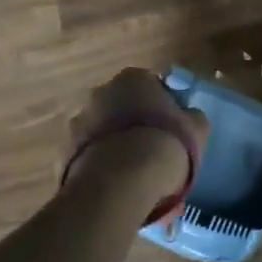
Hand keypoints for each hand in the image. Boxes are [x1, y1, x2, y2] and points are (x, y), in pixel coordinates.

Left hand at [62, 69, 209, 215]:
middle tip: (151, 148)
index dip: (162, 105)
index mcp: (133, 78)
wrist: (122, 183)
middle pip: (122, 105)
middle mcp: (101, 92)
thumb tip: (186, 116)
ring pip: (102, 131)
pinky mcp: (64, 153)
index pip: (151, 85)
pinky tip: (116, 184)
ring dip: (114, 143)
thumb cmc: (166, 144)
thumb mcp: (197, 128)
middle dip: (133, 122)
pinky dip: (100, 164)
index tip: (171, 127)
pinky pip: (89, 155)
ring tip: (132, 172)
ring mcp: (78, 122)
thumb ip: (191, 116)